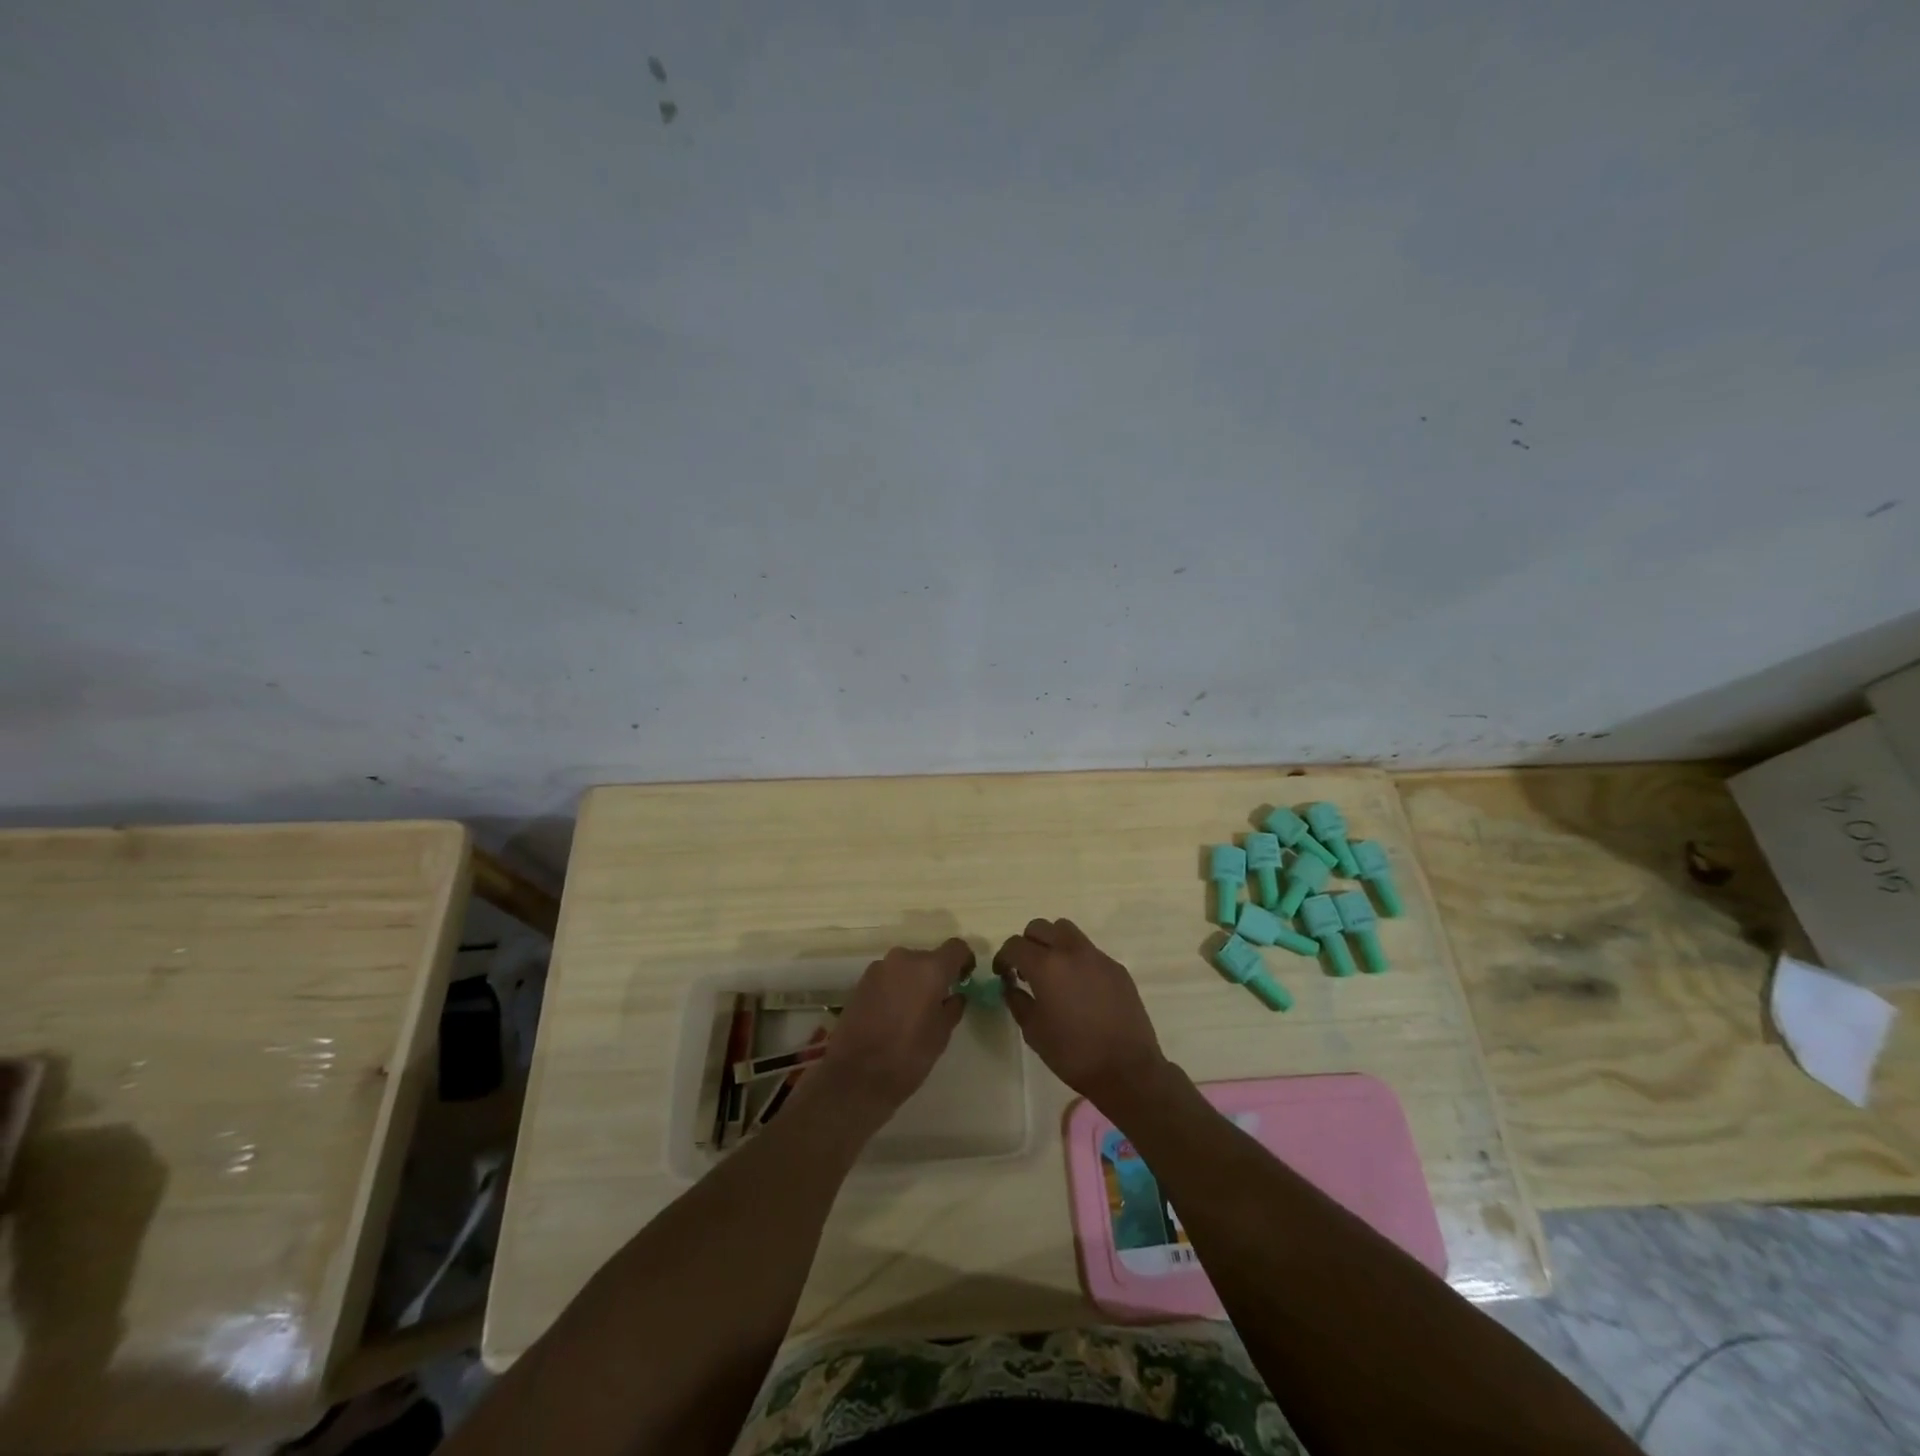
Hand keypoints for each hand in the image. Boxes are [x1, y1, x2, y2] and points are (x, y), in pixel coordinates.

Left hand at [814, 939, 970, 1115]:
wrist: (855, 1075)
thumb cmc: (907, 1056)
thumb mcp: (941, 1035)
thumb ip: (952, 1008)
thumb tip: (955, 996)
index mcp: (930, 969)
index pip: (956, 948)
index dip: (964, 961)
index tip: (965, 979)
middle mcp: (904, 959)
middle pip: (928, 957)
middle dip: (936, 975)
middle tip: (938, 1002)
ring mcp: (879, 968)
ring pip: (906, 967)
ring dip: (913, 981)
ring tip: (913, 1012)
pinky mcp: (861, 982)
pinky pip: (887, 977)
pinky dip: (895, 988)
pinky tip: (892, 1015)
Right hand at [993, 919, 1169, 1108]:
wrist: (1127, 1070)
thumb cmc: (1073, 1053)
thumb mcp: (1033, 1031)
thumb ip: (1017, 1001)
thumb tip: (1011, 986)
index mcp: (1046, 966)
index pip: (1014, 945)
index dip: (1003, 957)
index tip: (1002, 974)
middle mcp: (1071, 951)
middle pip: (1040, 927)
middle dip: (1027, 944)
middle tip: (1025, 969)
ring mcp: (1097, 956)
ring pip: (1066, 931)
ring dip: (1052, 943)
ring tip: (1052, 971)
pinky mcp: (1116, 967)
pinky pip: (1089, 951)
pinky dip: (1076, 959)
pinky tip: (1080, 987)